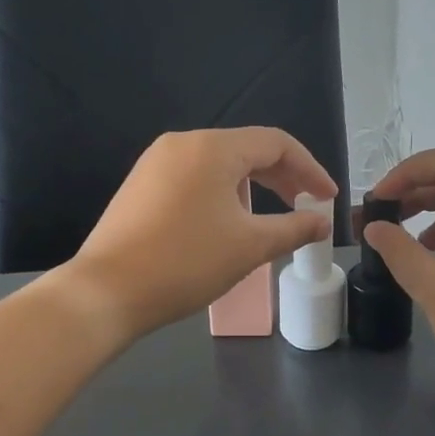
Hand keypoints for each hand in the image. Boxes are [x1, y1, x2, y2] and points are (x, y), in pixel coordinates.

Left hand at [63, 128, 336, 340]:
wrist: (106, 292)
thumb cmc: (185, 263)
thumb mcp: (249, 247)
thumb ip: (292, 229)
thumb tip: (321, 223)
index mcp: (212, 148)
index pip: (275, 143)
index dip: (309, 169)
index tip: (327, 199)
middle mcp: (182, 143)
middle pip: (246, 150)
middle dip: (282, 178)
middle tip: (304, 208)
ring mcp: (156, 163)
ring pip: (219, 165)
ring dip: (252, 188)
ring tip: (265, 222)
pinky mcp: (140, 185)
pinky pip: (194, 178)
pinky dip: (221, 195)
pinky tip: (225, 225)